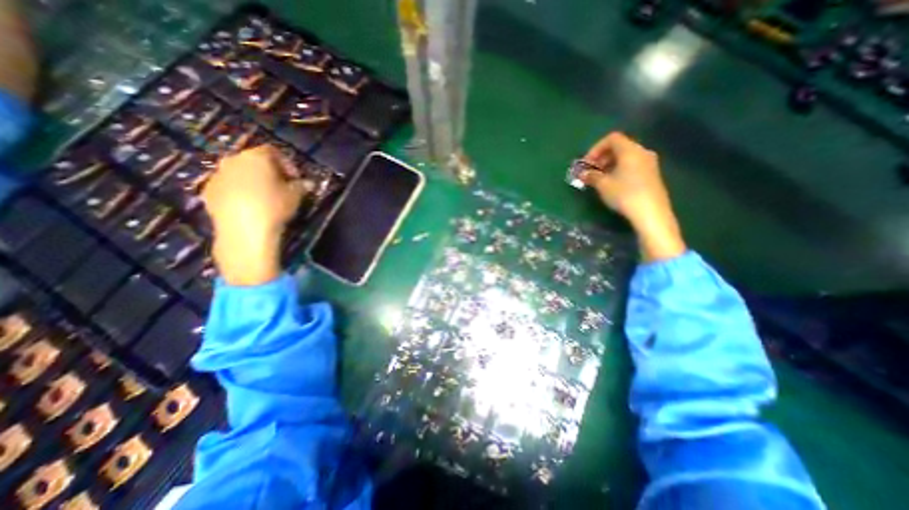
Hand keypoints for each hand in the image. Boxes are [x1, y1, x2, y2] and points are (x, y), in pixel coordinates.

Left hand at [201, 146, 307, 283]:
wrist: (245, 229)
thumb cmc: (274, 206)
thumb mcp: (295, 195)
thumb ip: (302, 186)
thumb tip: (309, 183)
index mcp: (256, 157)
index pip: (273, 151)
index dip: (288, 164)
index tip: (296, 178)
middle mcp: (233, 160)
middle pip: (253, 161)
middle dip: (269, 172)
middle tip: (281, 186)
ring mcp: (217, 175)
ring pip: (238, 173)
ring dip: (252, 181)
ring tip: (265, 198)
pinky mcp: (208, 192)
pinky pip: (227, 187)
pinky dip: (238, 192)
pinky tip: (249, 207)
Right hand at [578, 131, 685, 262]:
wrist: (651, 212)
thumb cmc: (624, 194)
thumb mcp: (603, 185)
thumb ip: (591, 176)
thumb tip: (582, 174)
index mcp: (630, 150)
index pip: (612, 138)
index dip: (596, 148)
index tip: (587, 163)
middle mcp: (642, 152)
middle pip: (619, 147)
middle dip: (602, 157)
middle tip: (591, 171)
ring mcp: (649, 163)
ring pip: (626, 157)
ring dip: (610, 165)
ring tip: (600, 179)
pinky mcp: (652, 175)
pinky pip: (632, 165)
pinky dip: (620, 170)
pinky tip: (613, 184)